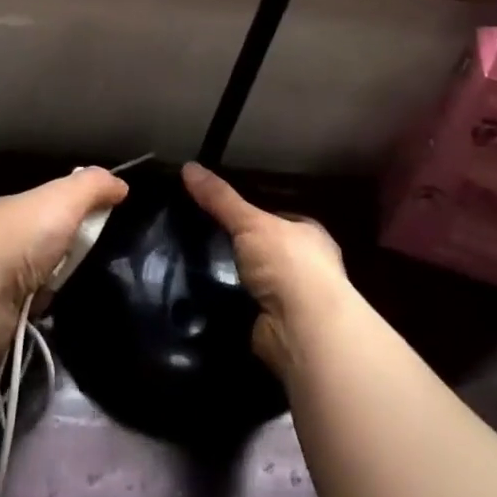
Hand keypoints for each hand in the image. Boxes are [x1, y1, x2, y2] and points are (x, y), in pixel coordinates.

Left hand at [0, 167, 127, 360]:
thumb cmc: (23, 236)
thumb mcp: (64, 197)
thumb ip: (93, 185)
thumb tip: (121, 185)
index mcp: (16, 209)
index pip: (51, 205)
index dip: (79, 210)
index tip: (108, 223)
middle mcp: (4, 241)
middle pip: (48, 243)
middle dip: (72, 252)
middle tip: (108, 262)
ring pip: (42, 279)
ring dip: (61, 285)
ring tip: (96, 291)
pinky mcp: (1, 316)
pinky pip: (35, 311)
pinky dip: (49, 313)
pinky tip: (68, 315)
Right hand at [183, 161, 353, 377]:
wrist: (303, 329)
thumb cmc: (288, 264)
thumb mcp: (250, 221)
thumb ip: (220, 198)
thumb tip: (188, 166)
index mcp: (309, 236)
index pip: (278, 218)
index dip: (253, 214)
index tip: (220, 211)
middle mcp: (305, 268)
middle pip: (264, 250)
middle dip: (238, 248)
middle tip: (199, 238)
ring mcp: (292, 301)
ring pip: (253, 281)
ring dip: (231, 279)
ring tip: (191, 267)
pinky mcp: (275, 328)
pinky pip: (244, 309)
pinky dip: (226, 306)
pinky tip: (200, 298)